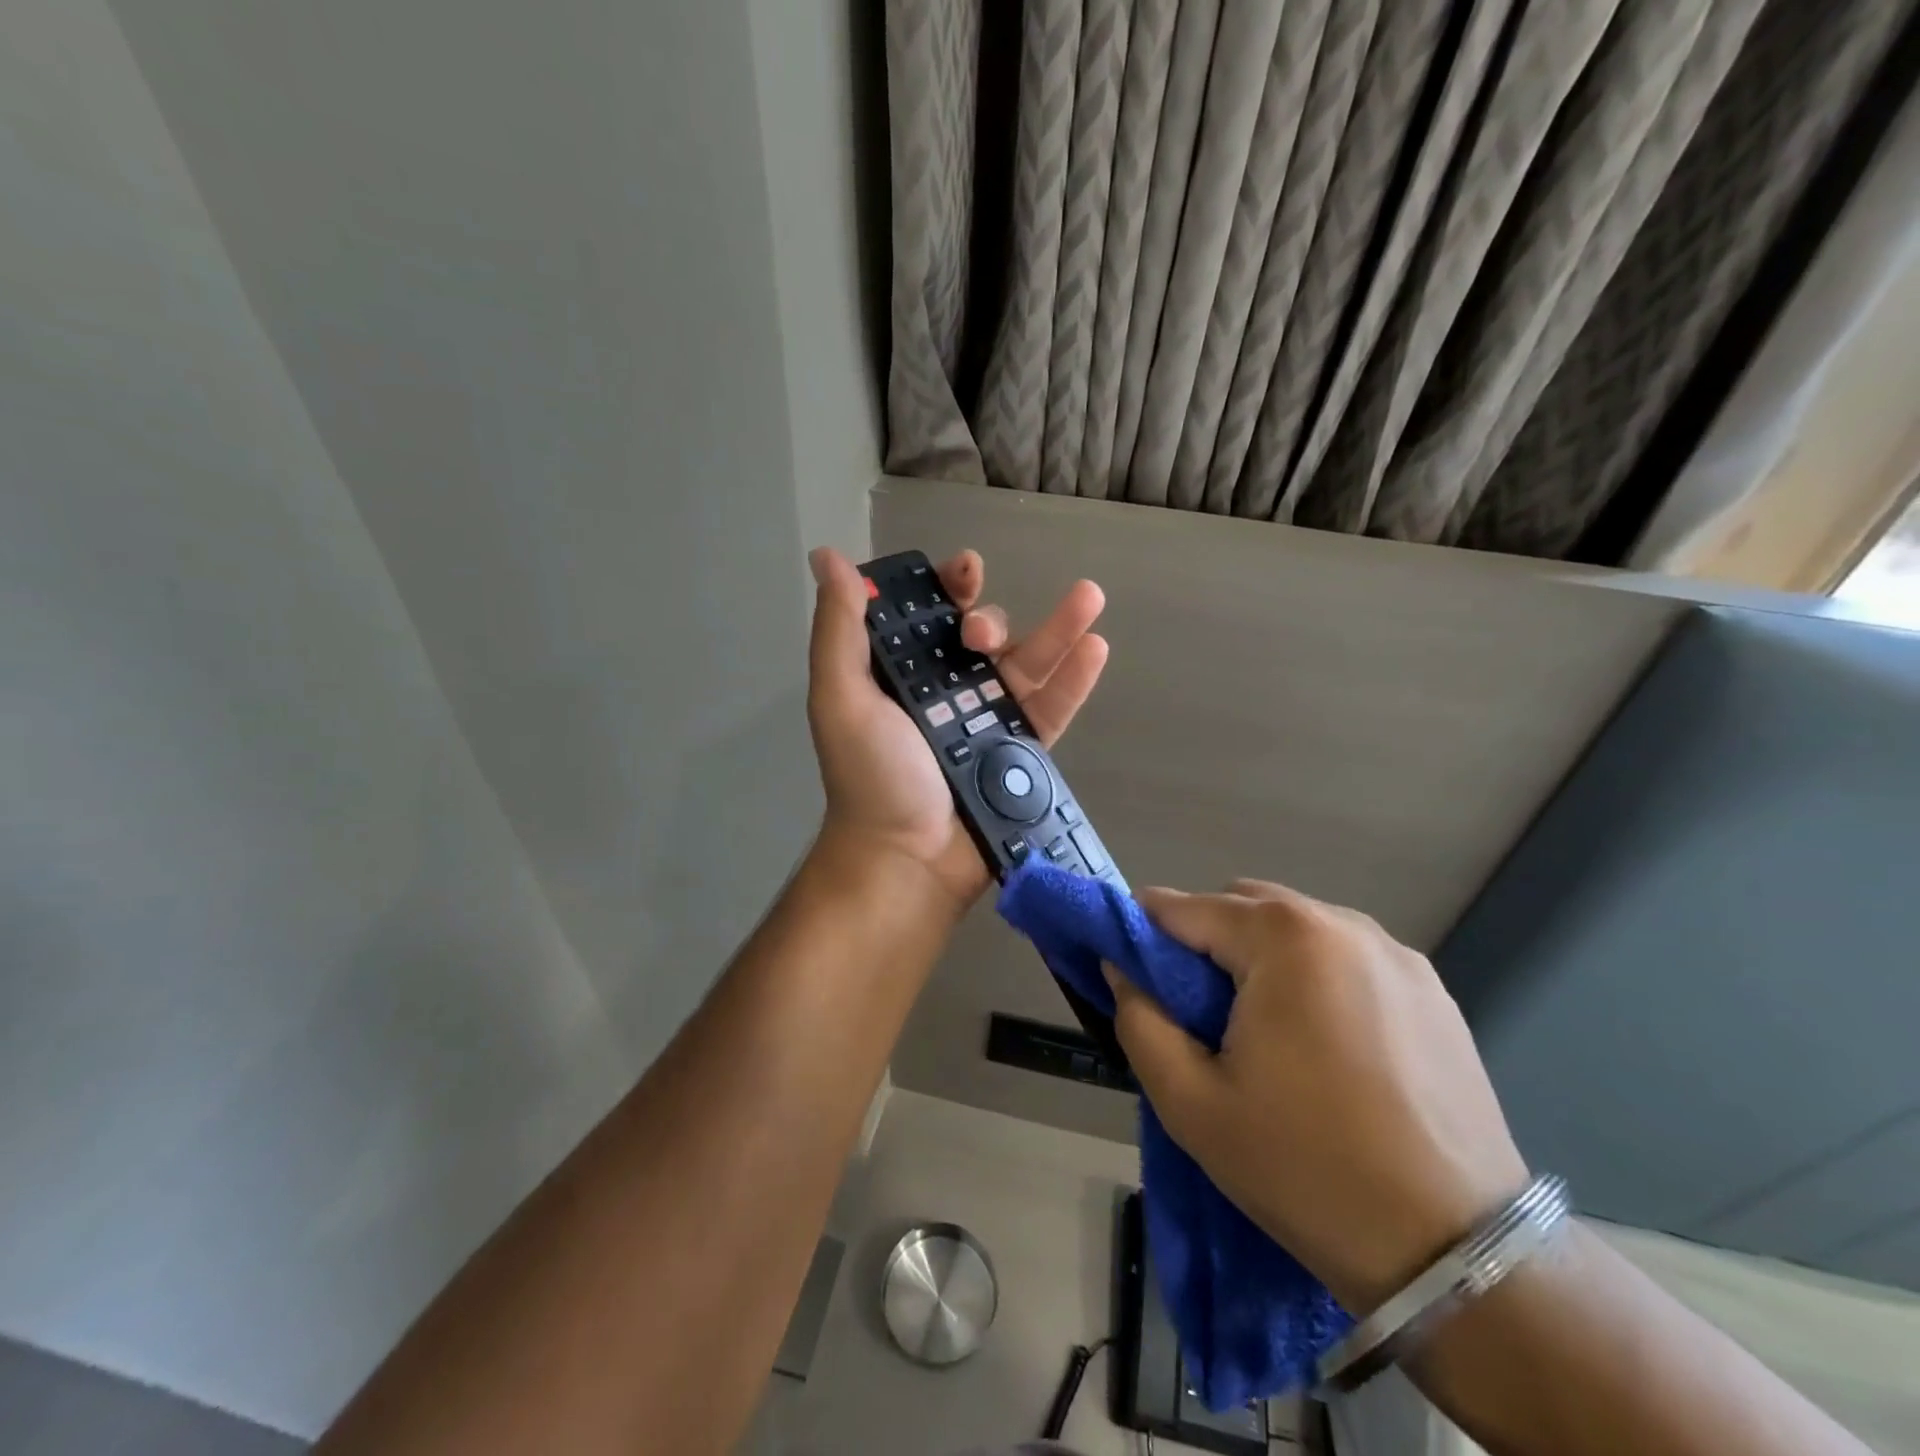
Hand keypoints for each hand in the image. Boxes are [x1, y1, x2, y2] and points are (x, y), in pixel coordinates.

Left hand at [805, 546, 1107, 910]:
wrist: (907, 860)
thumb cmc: (870, 777)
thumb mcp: (841, 698)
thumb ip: (838, 630)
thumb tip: (827, 556)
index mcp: (902, 675)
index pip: (930, 617)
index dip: (949, 588)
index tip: (965, 571)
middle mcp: (947, 692)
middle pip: (982, 637)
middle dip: (990, 619)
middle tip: (981, 633)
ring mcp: (989, 722)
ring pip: (1027, 665)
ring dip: (1058, 629)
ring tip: (1089, 597)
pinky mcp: (1022, 752)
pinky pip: (1052, 708)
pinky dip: (1075, 678)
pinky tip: (1095, 646)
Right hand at [1107, 881, 1529, 1314]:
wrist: (1457, 1254)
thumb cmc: (1305, 1168)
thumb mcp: (1190, 1103)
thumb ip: (1139, 1020)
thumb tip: (1121, 969)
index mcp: (1283, 938)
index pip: (1184, 907)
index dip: (1144, 934)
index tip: (1131, 973)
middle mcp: (1342, 924)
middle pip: (1243, 906)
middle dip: (1206, 942)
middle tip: (1199, 1013)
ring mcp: (1397, 954)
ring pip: (1297, 928)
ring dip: (1262, 958)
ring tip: (1265, 1032)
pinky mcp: (1433, 990)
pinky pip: (1347, 958)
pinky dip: (1316, 977)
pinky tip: (1327, 1046)